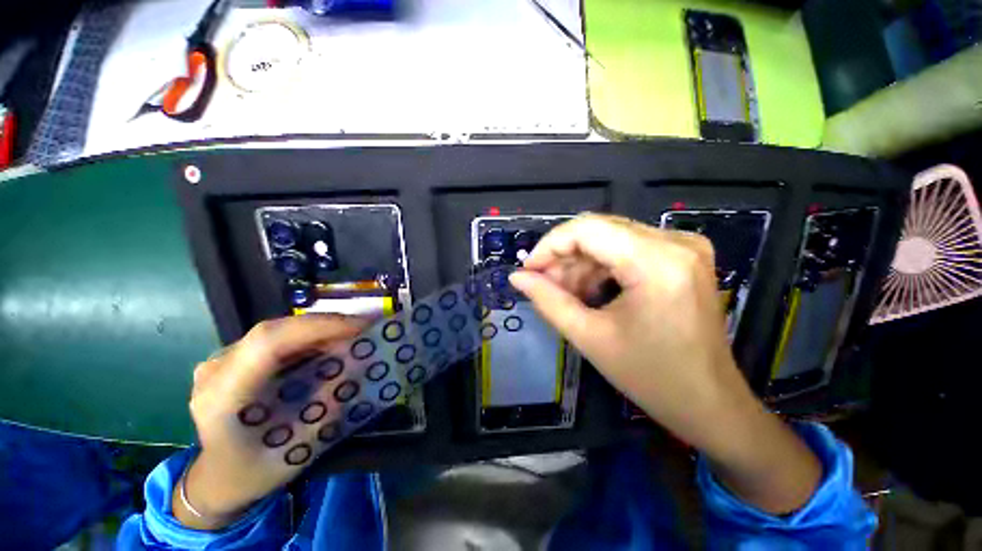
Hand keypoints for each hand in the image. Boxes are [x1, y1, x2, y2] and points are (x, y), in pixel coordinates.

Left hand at [174, 315, 367, 529]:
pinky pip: (275, 337)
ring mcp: (220, 360)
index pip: (268, 344)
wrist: (217, 477)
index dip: (318, 328)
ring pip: (277, 329)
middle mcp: (215, 371)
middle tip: (365, 326)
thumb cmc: (255, 471)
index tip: (360, 327)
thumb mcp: (298, 449)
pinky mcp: (232, 357)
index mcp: (223, 398)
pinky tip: (327, 343)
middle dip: (326, 324)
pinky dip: (307, 336)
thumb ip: (329, 405)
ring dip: (319, 328)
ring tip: (352, 333)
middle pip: (275, 330)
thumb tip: (359, 365)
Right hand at [509, 214, 820, 513]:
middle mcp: (675, 242)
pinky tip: (589, 291)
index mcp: (656, 262)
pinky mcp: (682, 256)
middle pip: (598, 230)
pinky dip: (601, 266)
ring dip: (581, 262)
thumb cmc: (651, 377)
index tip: (528, 270)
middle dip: (563, 256)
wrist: (710, 402)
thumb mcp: (589, 337)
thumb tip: (517, 277)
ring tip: (564, 293)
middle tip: (542, 284)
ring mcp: (683, 246)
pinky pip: (627, 247)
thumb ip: (547, 301)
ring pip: (610, 238)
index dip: (549, 246)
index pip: (586, 229)